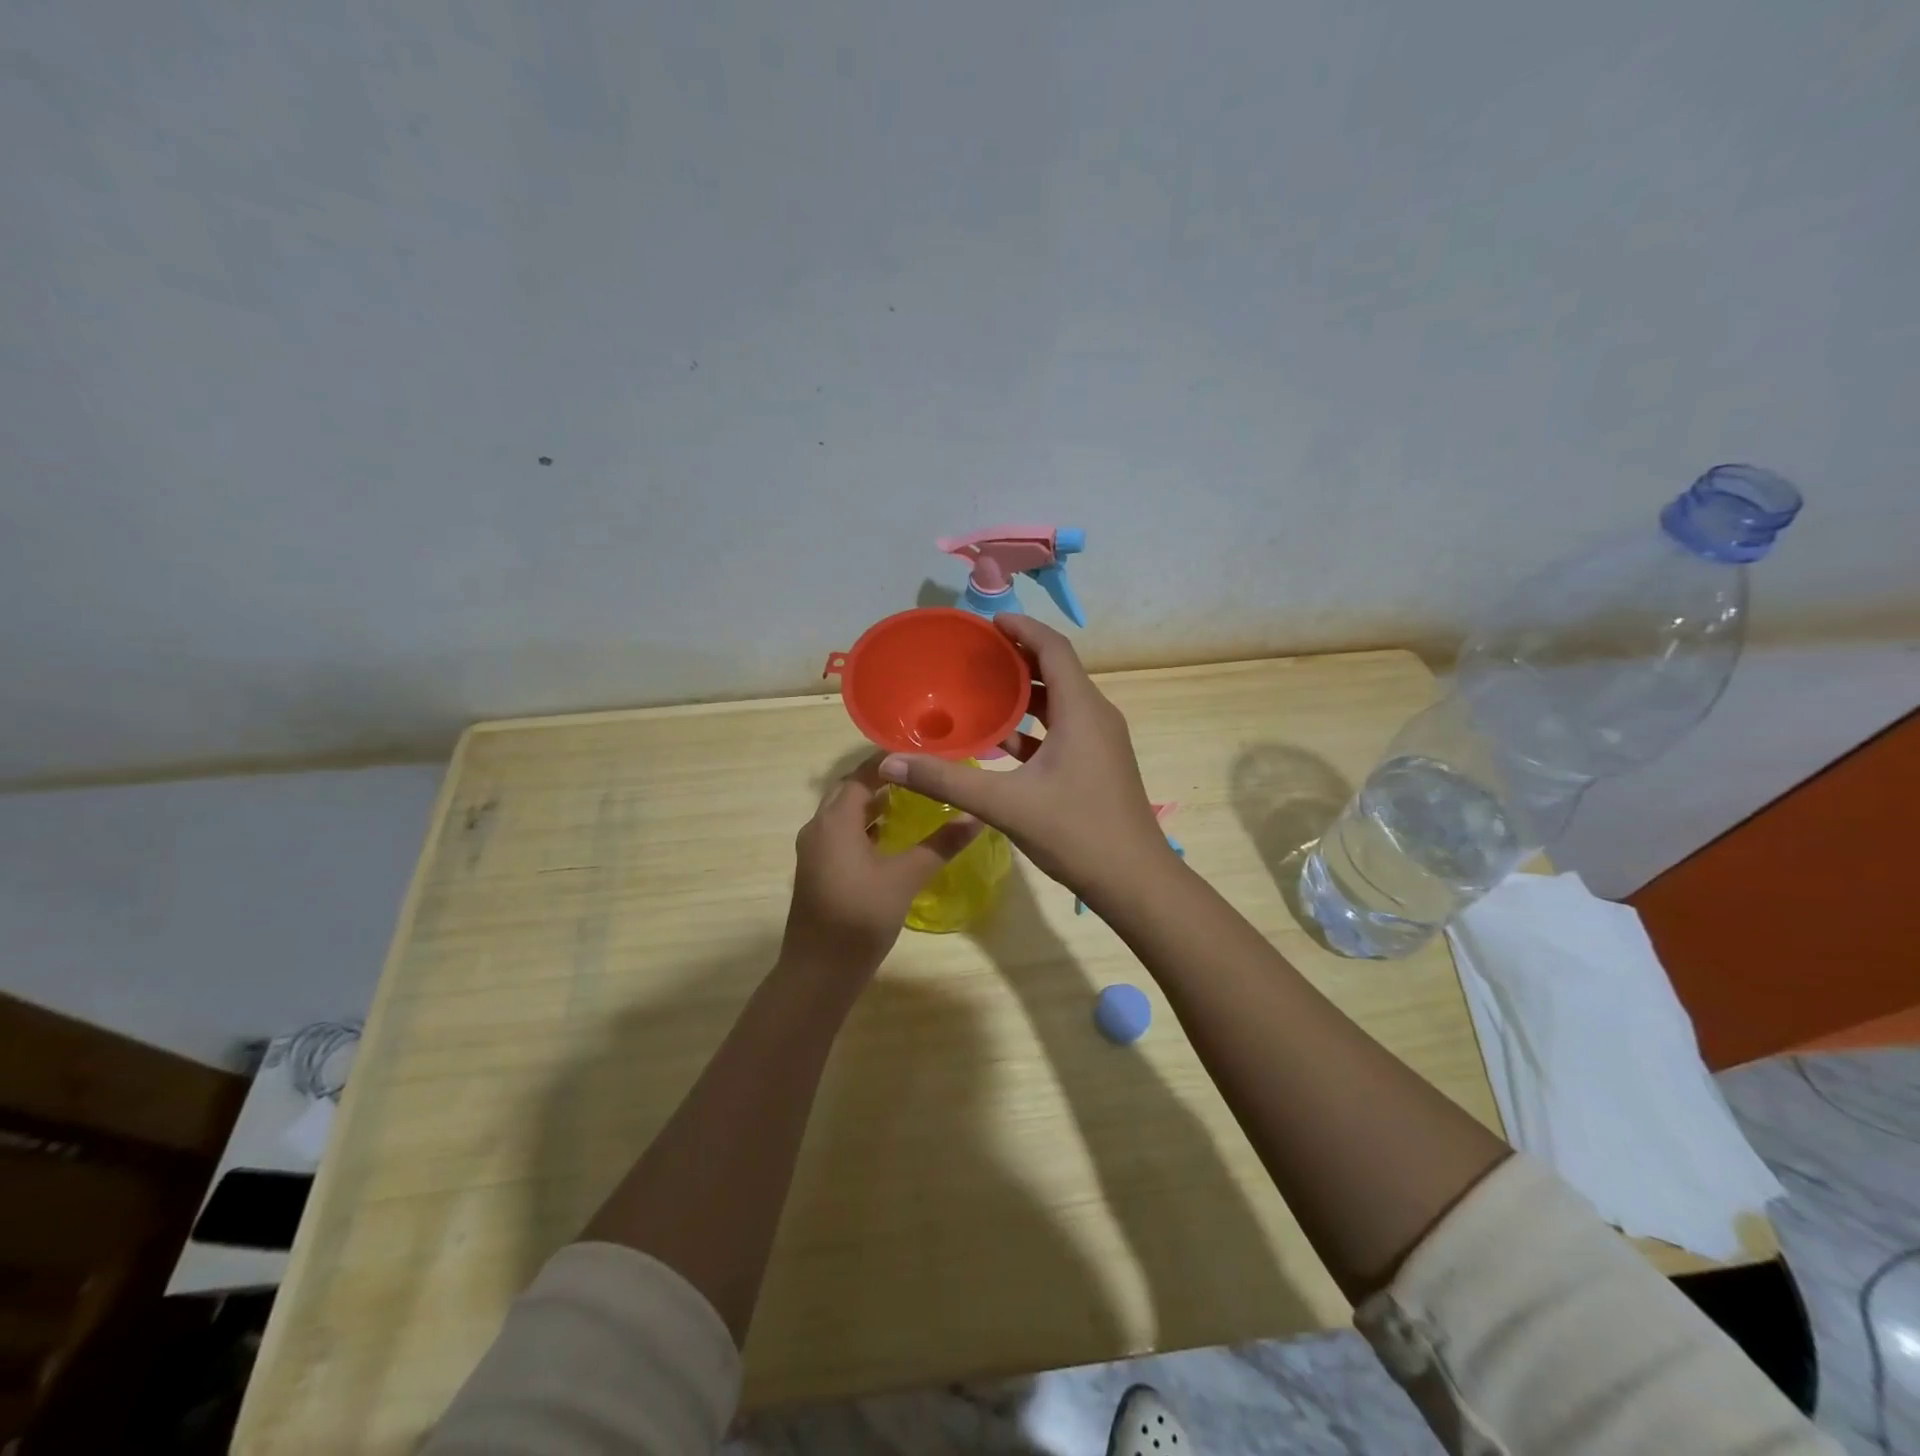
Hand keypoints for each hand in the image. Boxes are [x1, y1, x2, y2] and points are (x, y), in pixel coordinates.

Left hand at [780, 756, 981, 980]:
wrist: (818, 972)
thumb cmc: (860, 917)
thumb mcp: (905, 877)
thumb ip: (940, 844)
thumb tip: (976, 816)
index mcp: (835, 821)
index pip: (862, 775)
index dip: (889, 761)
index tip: (922, 751)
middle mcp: (819, 828)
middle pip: (850, 791)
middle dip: (883, 780)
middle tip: (921, 773)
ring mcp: (815, 851)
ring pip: (845, 815)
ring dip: (873, 804)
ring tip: (912, 798)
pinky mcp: (818, 871)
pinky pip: (842, 835)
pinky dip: (866, 827)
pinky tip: (892, 838)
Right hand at [876, 615, 1173, 907]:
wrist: (1134, 881)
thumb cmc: (1076, 833)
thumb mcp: (1005, 804)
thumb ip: (946, 781)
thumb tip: (890, 763)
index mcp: (1081, 710)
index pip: (1053, 649)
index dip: (1022, 628)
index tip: (988, 622)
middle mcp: (1096, 716)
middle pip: (1057, 671)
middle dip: (1017, 659)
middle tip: (975, 657)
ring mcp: (1101, 742)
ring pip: (1060, 703)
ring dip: (1024, 695)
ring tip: (981, 693)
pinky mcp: (1099, 764)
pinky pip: (1064, 729)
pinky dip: (1034, 727)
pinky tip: (1001, 743)